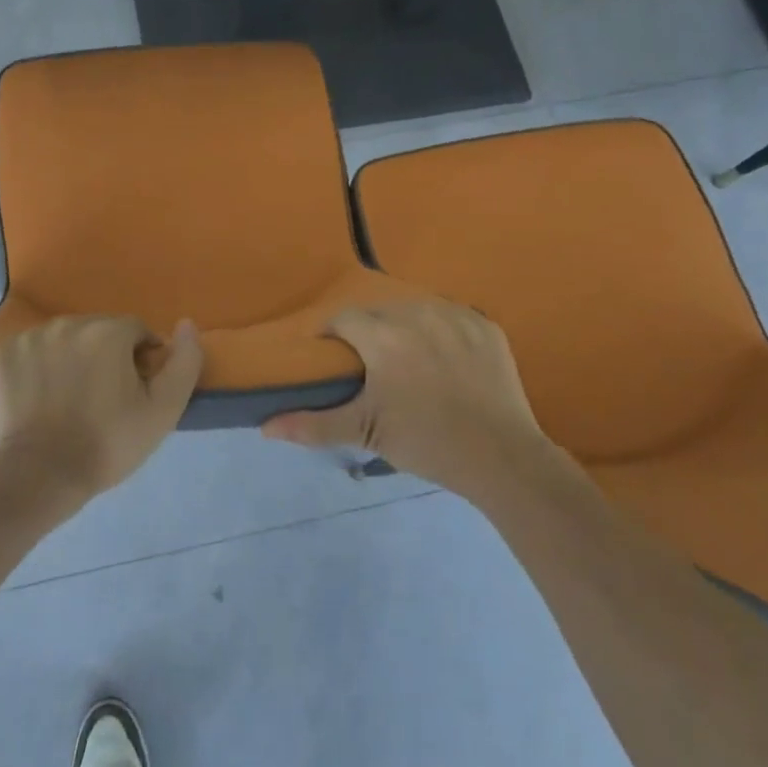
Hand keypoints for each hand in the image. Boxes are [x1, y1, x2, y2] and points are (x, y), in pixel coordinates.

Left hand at [0, 316, 203, 504]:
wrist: (40, 476)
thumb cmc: (107, 444)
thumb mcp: (163, 411)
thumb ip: (184, 362)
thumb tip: (186, 325)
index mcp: (108, 331)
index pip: (137, 332)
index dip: (140, 360)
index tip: (134, 392)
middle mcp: (68, 323)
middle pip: (99, 331)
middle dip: (106, 355)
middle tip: (104, 398)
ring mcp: (30, 336)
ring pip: (64, 338)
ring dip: (72, 357)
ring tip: (70, 399)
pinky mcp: (2, 354)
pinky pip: (31, 350)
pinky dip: (38, 366)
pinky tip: (40, 396)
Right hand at [262, 301, 545, 495]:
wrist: (501, 457)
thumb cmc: (426, 441)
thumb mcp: (365, 432)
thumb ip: (313, 424)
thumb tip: (265, 427)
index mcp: (383, 336)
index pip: (344, 319)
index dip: (332, 334)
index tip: (332, 355)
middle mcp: (417, 314)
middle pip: (379, 311)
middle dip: (369, 331)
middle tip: (371, 363)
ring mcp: (456, 316)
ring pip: (415, 309)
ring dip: (404, 326)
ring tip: (408, 357)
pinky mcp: (486, 325)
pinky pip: (451, 316)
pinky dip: (442, 330)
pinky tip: (445, 357)